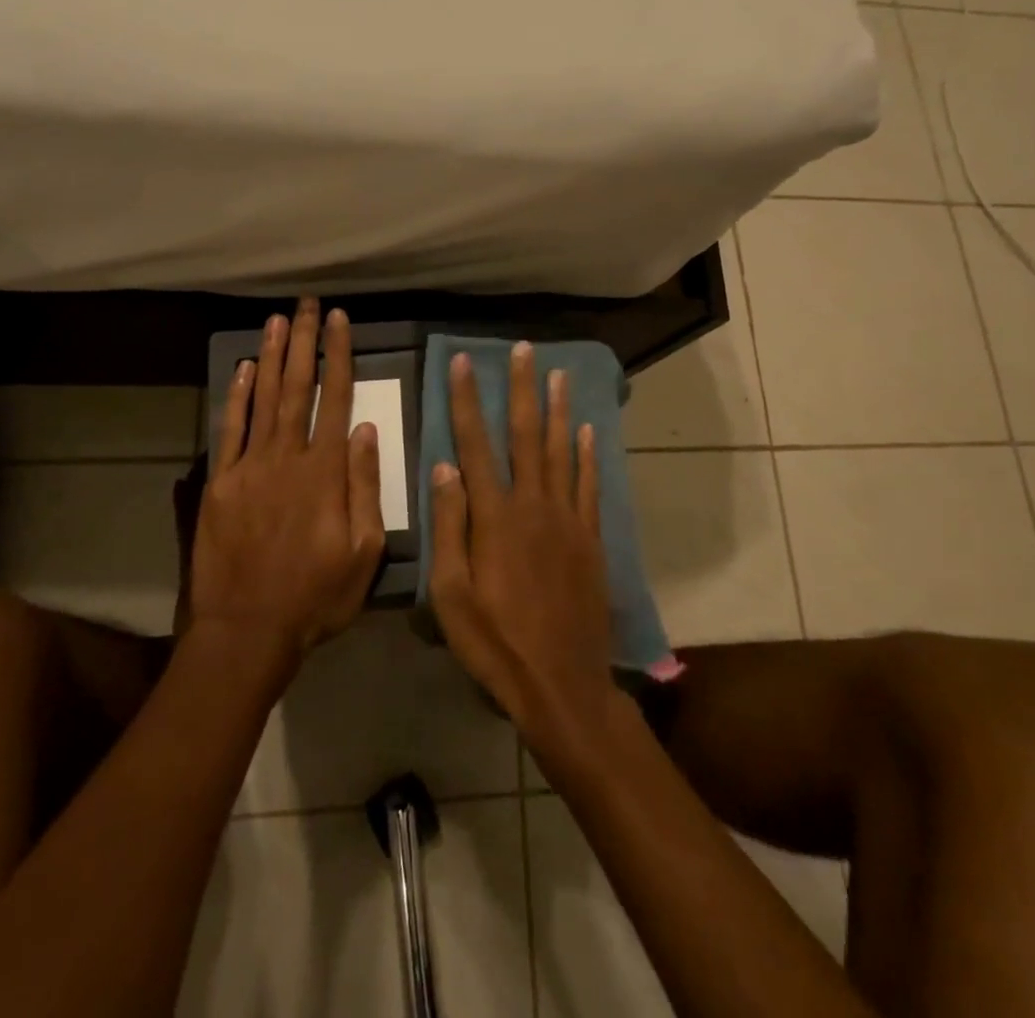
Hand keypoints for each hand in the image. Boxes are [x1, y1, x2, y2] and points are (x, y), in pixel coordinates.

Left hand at [189, 299, 386, 678]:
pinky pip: (229, 430)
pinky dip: (237, 396)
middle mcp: (287, 457)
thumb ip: (365, 487)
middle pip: (298, 387)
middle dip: (304, 341)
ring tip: (278, 319)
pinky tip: (244, 369)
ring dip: (272, 356)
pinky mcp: (220, 482)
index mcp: (325, 472)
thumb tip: (367, 430)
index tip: (339, 320)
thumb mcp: (363, 551)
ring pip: (263, 399)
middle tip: (306, 303)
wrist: (247, 630)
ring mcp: (249, 467)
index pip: (336, 398)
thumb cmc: (315, 596)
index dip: (339, 355)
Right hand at [428, 342, 615, 738]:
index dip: (468, 400)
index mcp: (494, 516)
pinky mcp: (590, 539)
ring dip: (558, 409)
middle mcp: (533, 505)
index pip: (475, 444)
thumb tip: (445, 466)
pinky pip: (589, 486)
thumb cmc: (495, 642)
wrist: (561, 684)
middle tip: (524, 349)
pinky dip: (588, 455)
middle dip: (522, 388)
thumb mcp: (451, 594)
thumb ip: (449, 526)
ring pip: (562, 451)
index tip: (464, 362)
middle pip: (526, 435)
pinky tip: (587, 431)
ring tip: (557, 373)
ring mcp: (567, 520)